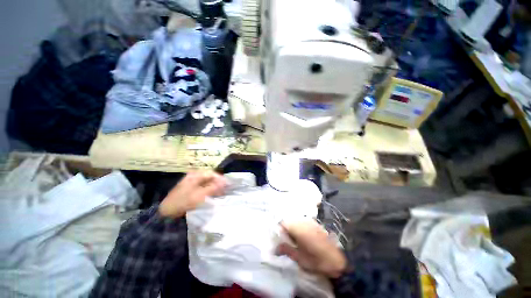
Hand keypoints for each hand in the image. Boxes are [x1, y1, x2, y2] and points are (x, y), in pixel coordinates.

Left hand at [159, 171, 226, 217]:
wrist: (167, 212)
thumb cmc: (184, 201)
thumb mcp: (200, 195)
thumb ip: (213, 188)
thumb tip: (225, 182)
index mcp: (195, 175)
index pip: (212, 173)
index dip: (220, 178)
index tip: (227, 184)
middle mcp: (194, 177)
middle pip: (210, 177)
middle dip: (218, 183)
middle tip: (225, 190)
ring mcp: (192, 183)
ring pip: (208, 183)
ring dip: (215, 187)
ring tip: (221, 193)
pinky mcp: (191, 190)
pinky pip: (204, 188)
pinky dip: (210, 191)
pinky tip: (213, 195)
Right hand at [278, 219, 346, 277]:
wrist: (337, 261)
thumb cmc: (317, 261)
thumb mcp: (300, 259)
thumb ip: (286, 250)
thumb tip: (275, 248)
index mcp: (298, 228)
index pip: (283, 223)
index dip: (280, 230)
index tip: (281, 239)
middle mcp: (304, 221)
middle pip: (289, 220)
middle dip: (286, 229)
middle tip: (288, 240)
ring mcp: (310, 221)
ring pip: (296, 220)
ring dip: (293, 227)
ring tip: (296, 239)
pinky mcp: (315, 223)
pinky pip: (303, 221)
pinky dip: (300, 226)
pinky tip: (303, 237)